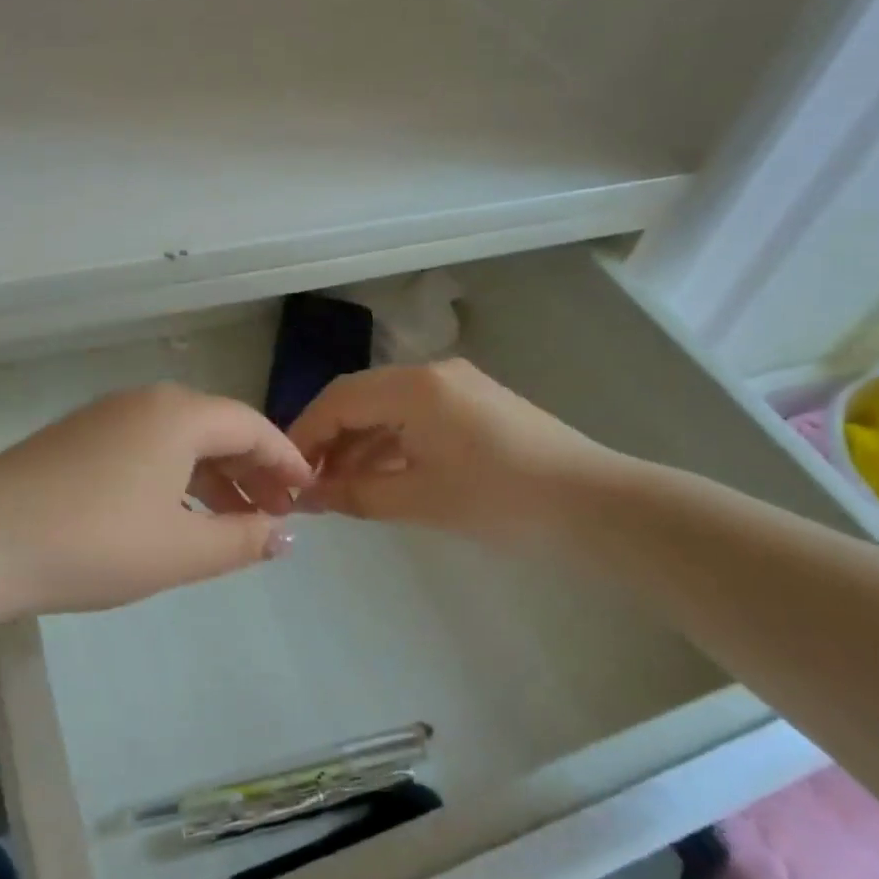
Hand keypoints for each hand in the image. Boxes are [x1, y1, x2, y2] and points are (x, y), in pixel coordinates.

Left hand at [0, 383, 311, 617]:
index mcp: (178, 415)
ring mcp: (104, 418)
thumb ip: (242, 540)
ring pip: (178, 441)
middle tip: (275, 513)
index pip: (251, 426)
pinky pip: (145, 450)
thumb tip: (285, 535)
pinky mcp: (75, 440)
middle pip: (216, 428)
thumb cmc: (94, 543)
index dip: (286, 460)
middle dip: (252, 471)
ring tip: (233, 521)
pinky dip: (174, 478)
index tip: (308, 494)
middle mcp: (144, 402)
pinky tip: (174, 514)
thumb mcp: (181, 550)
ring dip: (213, 478)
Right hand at [287, 360, 615, 542]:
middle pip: (360, 398)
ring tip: (338, 487)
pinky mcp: (474, 406)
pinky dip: (390, 445)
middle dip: (329, 439)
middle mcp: (432, 374)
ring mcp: (457, 387)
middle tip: (308, 483)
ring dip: (359, 444)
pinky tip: (378, 476)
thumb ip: (355, 493)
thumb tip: (309, 497)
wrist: (593, 504)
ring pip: (387, 409)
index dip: (305, 433)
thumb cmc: (500, 499)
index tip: (285, 472)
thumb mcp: (419, 499)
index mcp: (415, 387)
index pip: (339, 399)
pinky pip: (415, 418)